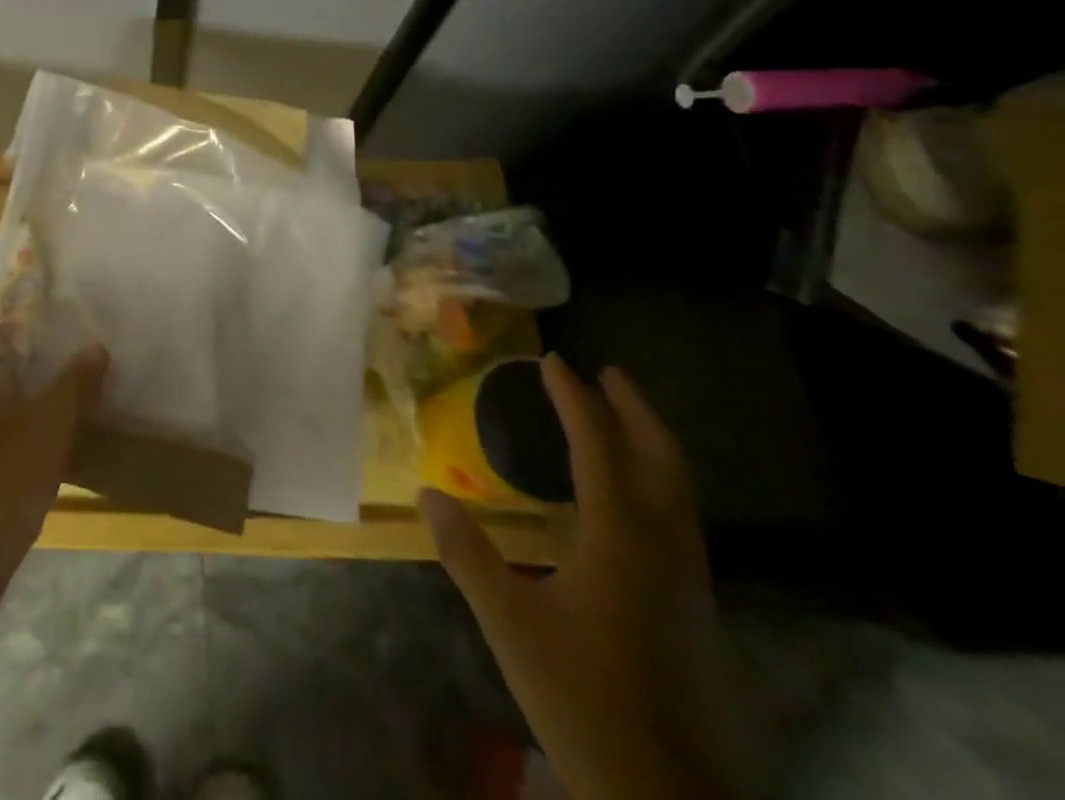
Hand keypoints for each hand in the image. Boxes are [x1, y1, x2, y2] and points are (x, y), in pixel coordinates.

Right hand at [423, 354, 737, 799]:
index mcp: (620, 539)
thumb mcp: (509, 622)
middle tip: (605, 372)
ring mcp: (686, 578)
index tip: (552, 361)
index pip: (598, 447)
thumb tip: (427, 492)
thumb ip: (467, 553)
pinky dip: (655, 479)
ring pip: (679, 488)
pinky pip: (678, 515)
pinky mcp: (691, 606)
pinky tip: (629, 493)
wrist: (662, 793)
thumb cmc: (580, 696)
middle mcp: (662, 547)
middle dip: (634, 409)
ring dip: (650, 441)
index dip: (574, 399)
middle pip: (661, 459)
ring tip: (619, 416)